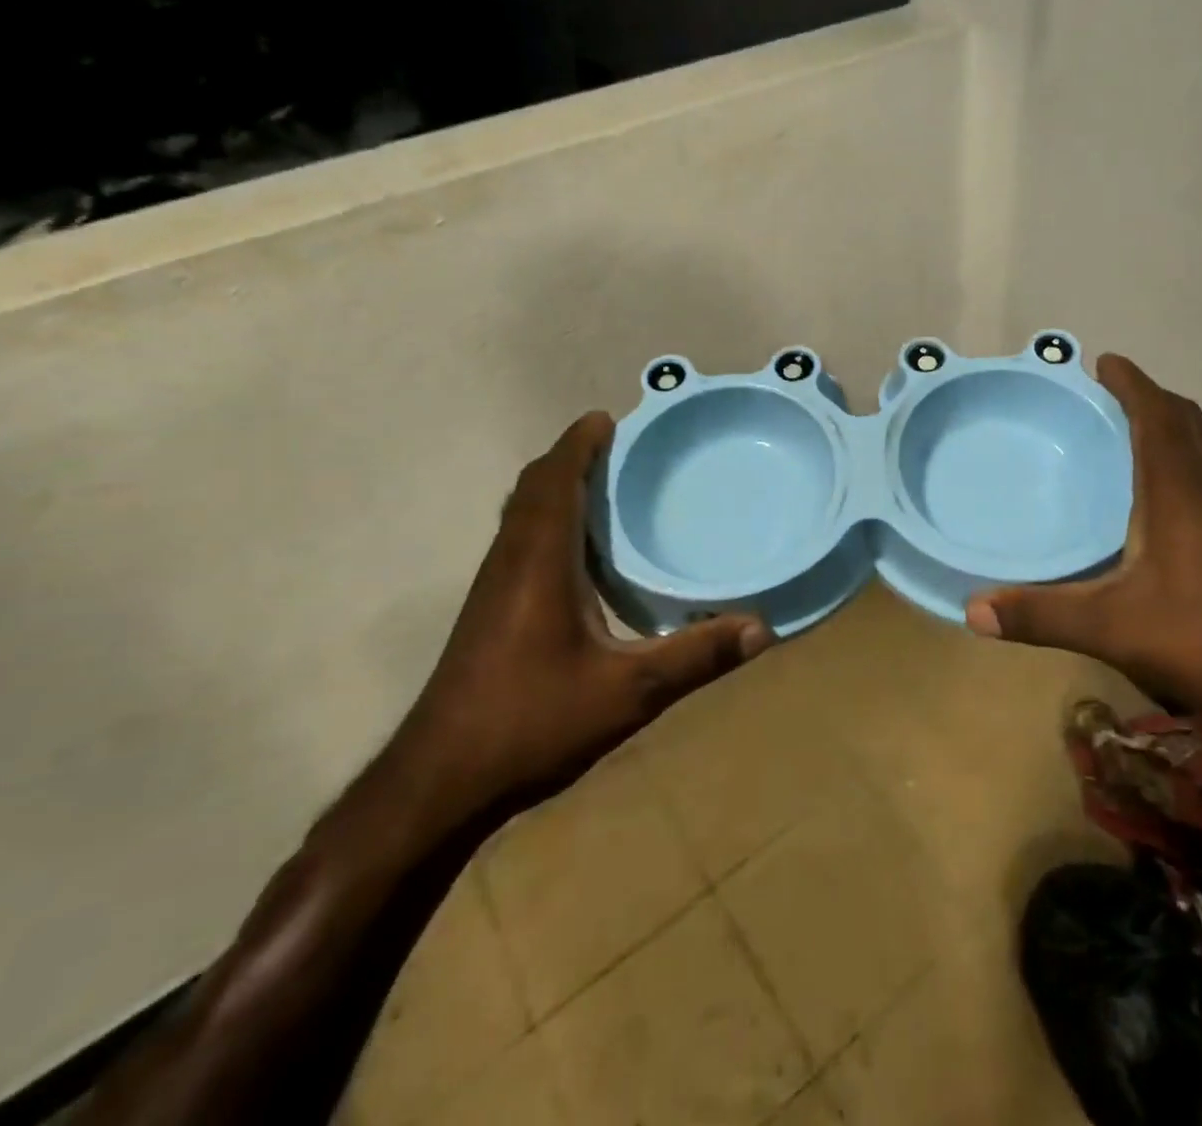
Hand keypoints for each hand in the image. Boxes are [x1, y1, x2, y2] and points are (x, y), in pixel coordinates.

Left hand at [395, 412, 771, 820]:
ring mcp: (494, 587)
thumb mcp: (628, 693)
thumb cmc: (531, 722)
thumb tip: (762, 629)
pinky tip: (577, 554)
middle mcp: (511, 561)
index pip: (555, 481)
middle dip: (570, 458)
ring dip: (556, 487)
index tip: (608, 418)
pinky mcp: (489, 611)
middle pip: (533, 488)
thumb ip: (695, 657)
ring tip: (602, 486)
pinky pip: (519, 540)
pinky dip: (547, 520)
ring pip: (521, 514)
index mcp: (539, 562)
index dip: (578, 443)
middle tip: (617, 448)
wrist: (439, 781)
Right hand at [965, 355, 1201, 755]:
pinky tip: (1175, 510)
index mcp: (1181, 492)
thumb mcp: (1116, 628)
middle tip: (1116, 396)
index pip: (1157, 417)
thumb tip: (971, 610)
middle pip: (1188, 427)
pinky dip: (1193, 473)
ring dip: (1177, 434)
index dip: (1131, 385)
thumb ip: (1043, 616)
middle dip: (1153, 402)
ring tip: (1142, 438)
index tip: (1105, 361)